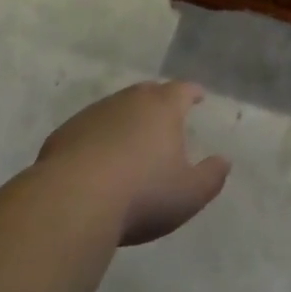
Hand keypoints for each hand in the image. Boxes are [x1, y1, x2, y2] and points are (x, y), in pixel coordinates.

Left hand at [37, 81, 230, 245]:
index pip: (182, 90)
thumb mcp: (189, 194)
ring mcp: (94, 114)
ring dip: (126, 120)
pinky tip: (97, 161)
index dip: (192, 93)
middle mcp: (129, 101)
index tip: (198, 96)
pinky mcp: (65, 133)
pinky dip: (98, 138)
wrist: (72, 201)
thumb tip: (224, 160)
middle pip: (148, 93)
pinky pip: (89, 130)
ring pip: (116, 109)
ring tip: (131, 141)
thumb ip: (211, 176)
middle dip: (159, 101)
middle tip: (165, 116)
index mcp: (163, 107)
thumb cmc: (142, 194)